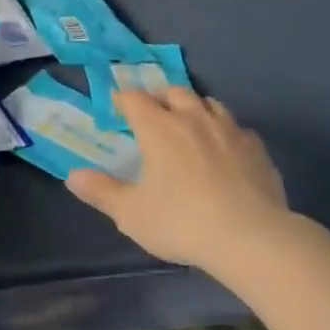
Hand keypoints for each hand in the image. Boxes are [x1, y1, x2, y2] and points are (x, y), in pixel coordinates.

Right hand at [66, 86, 292, 274]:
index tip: (117, 104)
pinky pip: (237, 128)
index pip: (135, 98)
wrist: (251, 237)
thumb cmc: (182, 222)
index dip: (123, 98)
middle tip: (153, 114)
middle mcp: (193, 118)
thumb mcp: (131, 214)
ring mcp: (228, 130)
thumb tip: (73, 176)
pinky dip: (225, 132)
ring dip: (194, 108)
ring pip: (208, 103)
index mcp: (159, 128)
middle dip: (160, 98)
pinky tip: (225, 150)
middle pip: (174, 92)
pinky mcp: (256, 148)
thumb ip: (101, 192)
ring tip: (189, 125)